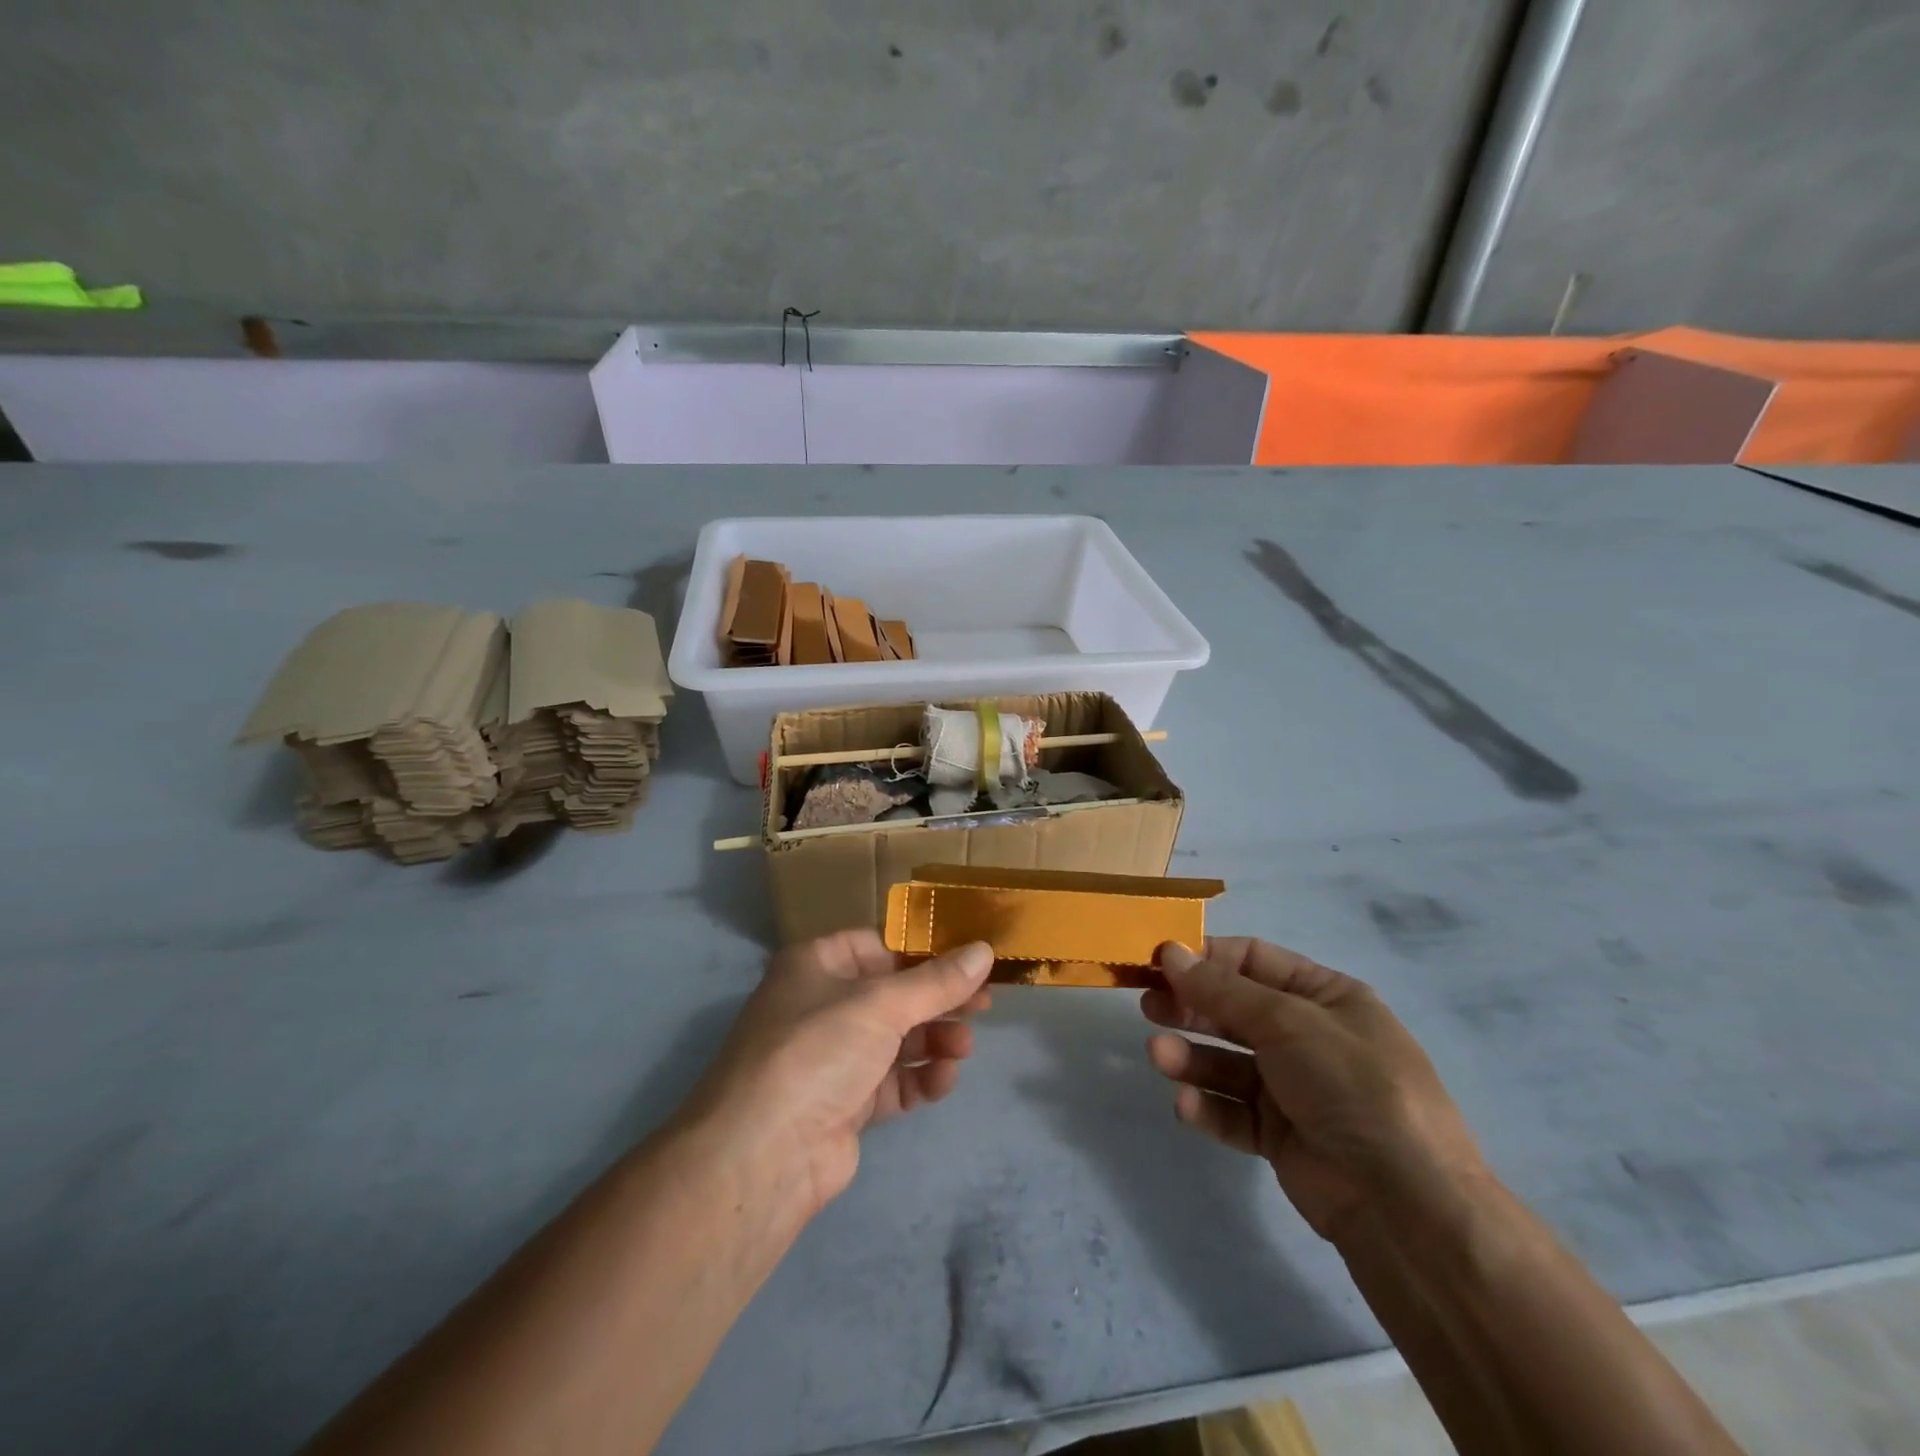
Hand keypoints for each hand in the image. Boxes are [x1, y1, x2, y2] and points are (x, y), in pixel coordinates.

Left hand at [684, 930, 993, 1218]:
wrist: (763, 1155)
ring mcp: (833, 1057)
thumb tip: (984, 950)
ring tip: (963, 1047)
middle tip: (983, 1004)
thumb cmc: (817, 1050)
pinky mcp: (845, 1103)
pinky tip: (943, 1079)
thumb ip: (937, 981)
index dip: (924, 949)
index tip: (971, 958)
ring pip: (897, 1038)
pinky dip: (920, 1077)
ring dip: (934, 1039)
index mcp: (817, 964)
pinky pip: (893, 1080)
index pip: (879, 944)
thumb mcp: (881, 1004)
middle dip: (938, 999)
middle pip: (894, 993)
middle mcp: (822, 1005)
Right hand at [1142, 937, 1486, 1243]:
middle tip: (1146, 1005)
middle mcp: (1308, 1036)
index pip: (1254, 960)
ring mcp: (1293, 1087)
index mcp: (1324, 997)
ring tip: (1157, 1055)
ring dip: (1190, 1056)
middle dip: (1190, 1005)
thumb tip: (1169, 952)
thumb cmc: (1353, 1086)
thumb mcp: (1289, 1022)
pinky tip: (1186, 1104)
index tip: (1158, 960)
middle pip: (1234, 1009)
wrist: (1406, 1206)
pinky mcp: (1279, 1135)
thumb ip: (1223, 990)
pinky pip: (1233, 1110)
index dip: (1206, 957)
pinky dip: (1207, 1105)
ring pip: (1227, 1060)